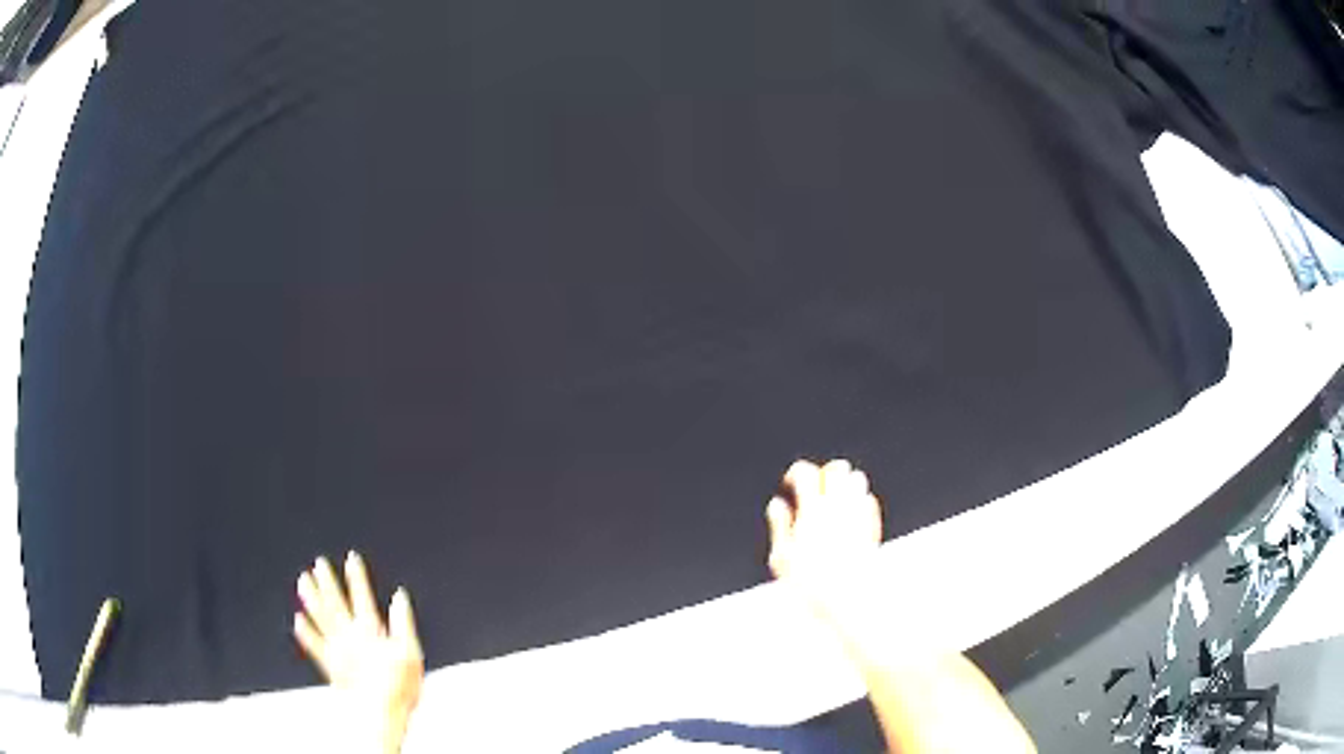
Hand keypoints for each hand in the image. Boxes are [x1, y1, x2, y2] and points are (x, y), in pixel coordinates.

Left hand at [295, 552, 423, 753]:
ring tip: (302, 581)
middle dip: (328, 582)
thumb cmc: (399, 686)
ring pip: (321, 619)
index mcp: (371, 632)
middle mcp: (351, 636)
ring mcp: (338, 651)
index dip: (357, 577)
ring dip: (311, 599)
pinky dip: (306, 633)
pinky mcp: (331, 667)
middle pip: (336, 604)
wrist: (380, 713)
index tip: (351, 558)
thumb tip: (400, 597)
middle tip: (318, 564)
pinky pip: (314, 646)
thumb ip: (403, 623)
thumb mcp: (411, 653)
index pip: (362, 597)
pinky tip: (298, 621)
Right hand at [765, 459, 882, 624]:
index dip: (796, 472)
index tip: (791, 482)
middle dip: (824, 472)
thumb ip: (780, 525)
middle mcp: (839, 507)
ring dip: (844, 483)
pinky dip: (859, 501)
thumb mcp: (782, 559)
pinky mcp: (873, 525)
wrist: (851, 600)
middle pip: (837, 468)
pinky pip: (869, 500)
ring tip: (833, 499)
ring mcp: (859, 514)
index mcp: (813, 510)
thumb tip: (777, 505)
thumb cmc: (812, 585)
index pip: (806, 472)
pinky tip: (850, 516)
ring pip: (857, 478)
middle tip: (815, 487)